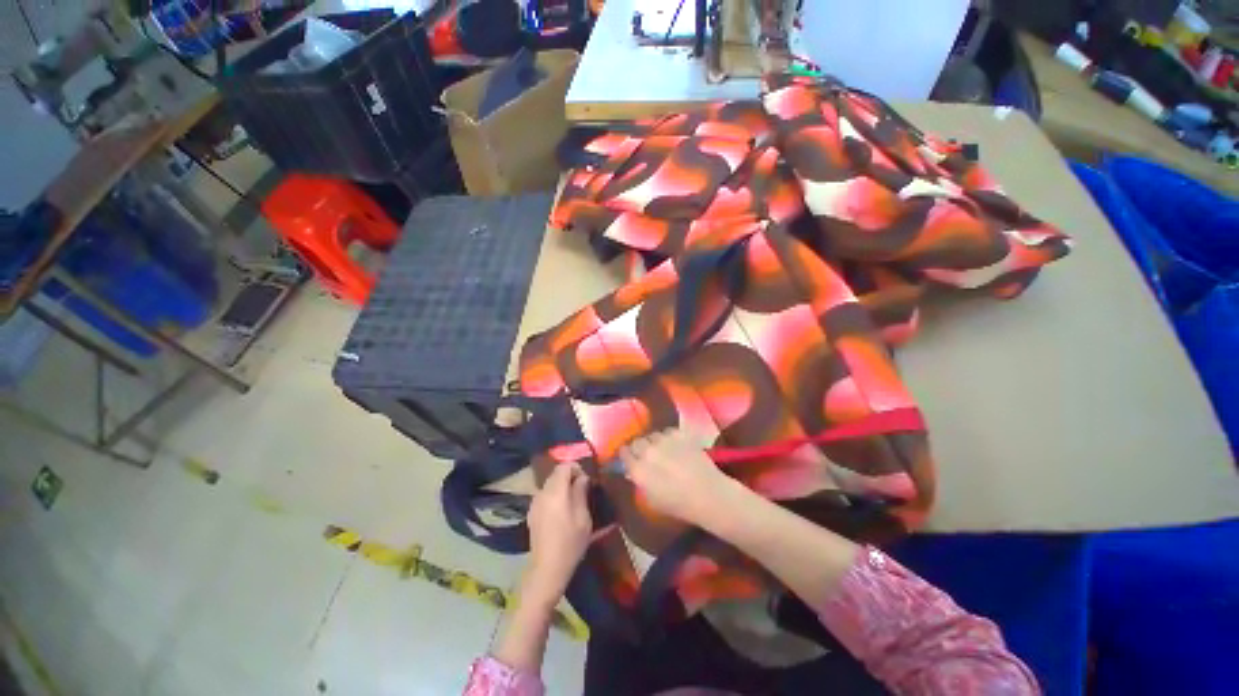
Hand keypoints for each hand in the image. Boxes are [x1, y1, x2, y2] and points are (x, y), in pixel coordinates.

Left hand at [522, 462, 592, 608]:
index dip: (576, 468)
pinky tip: (562, 512)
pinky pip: (545, 495)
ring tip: (574, 501)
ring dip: (562, 487)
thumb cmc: (570, 544)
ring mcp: (535, 503)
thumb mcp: (583, 518)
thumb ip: (581, 493)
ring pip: (550, 484)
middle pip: (556, 474)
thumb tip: (582, 478)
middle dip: (570, 477)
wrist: (547, 570)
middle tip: (583, 490)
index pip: (564, 466)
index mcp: (555, 492)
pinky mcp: (532, 513)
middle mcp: (542, 493)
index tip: (586, 480)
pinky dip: (555, 496)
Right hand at [619, 428, 738, 527]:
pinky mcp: (679, 434)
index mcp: (638, 470)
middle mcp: (648, 451)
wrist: (707, 494)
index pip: (623, 453)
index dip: (626, 455)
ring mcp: (664, 440)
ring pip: (652, 435)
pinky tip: (676, 446)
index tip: (630, 458)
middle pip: (636, 441)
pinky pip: (668, 431)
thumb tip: (634, 471)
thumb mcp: (652, 500)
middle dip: (639, 447)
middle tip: (646, 455)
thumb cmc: (679, 505)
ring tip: (663, 449)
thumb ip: (640, 482)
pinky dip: (669, 437)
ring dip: (655, 442)